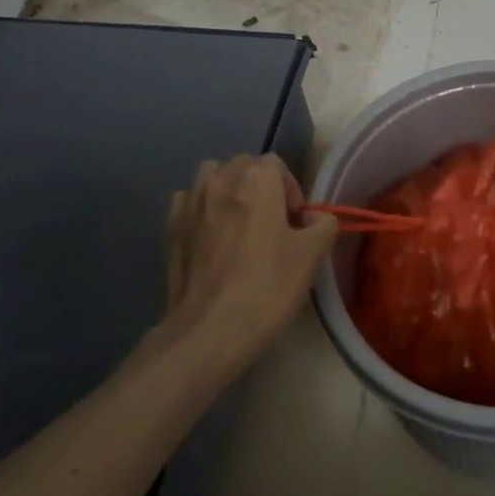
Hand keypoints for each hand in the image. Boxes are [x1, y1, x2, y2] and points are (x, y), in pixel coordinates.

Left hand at [162, 155, 338, 376]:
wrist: (209, 330)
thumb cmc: (268, 286)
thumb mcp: (313, 254)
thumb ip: (323, 223)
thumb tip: (312, 219)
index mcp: (257, 179)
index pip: (277, 165)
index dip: (290, 191)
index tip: (295, 224)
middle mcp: (220, 180)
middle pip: (244, 167)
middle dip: (260, 188)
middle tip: (271, 225)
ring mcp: (191, 202)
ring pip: (212, 177)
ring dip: (227, 191)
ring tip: (238, 225)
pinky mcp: (171, 228)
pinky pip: (188, 202)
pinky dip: (200, 209)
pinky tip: (210, 237)